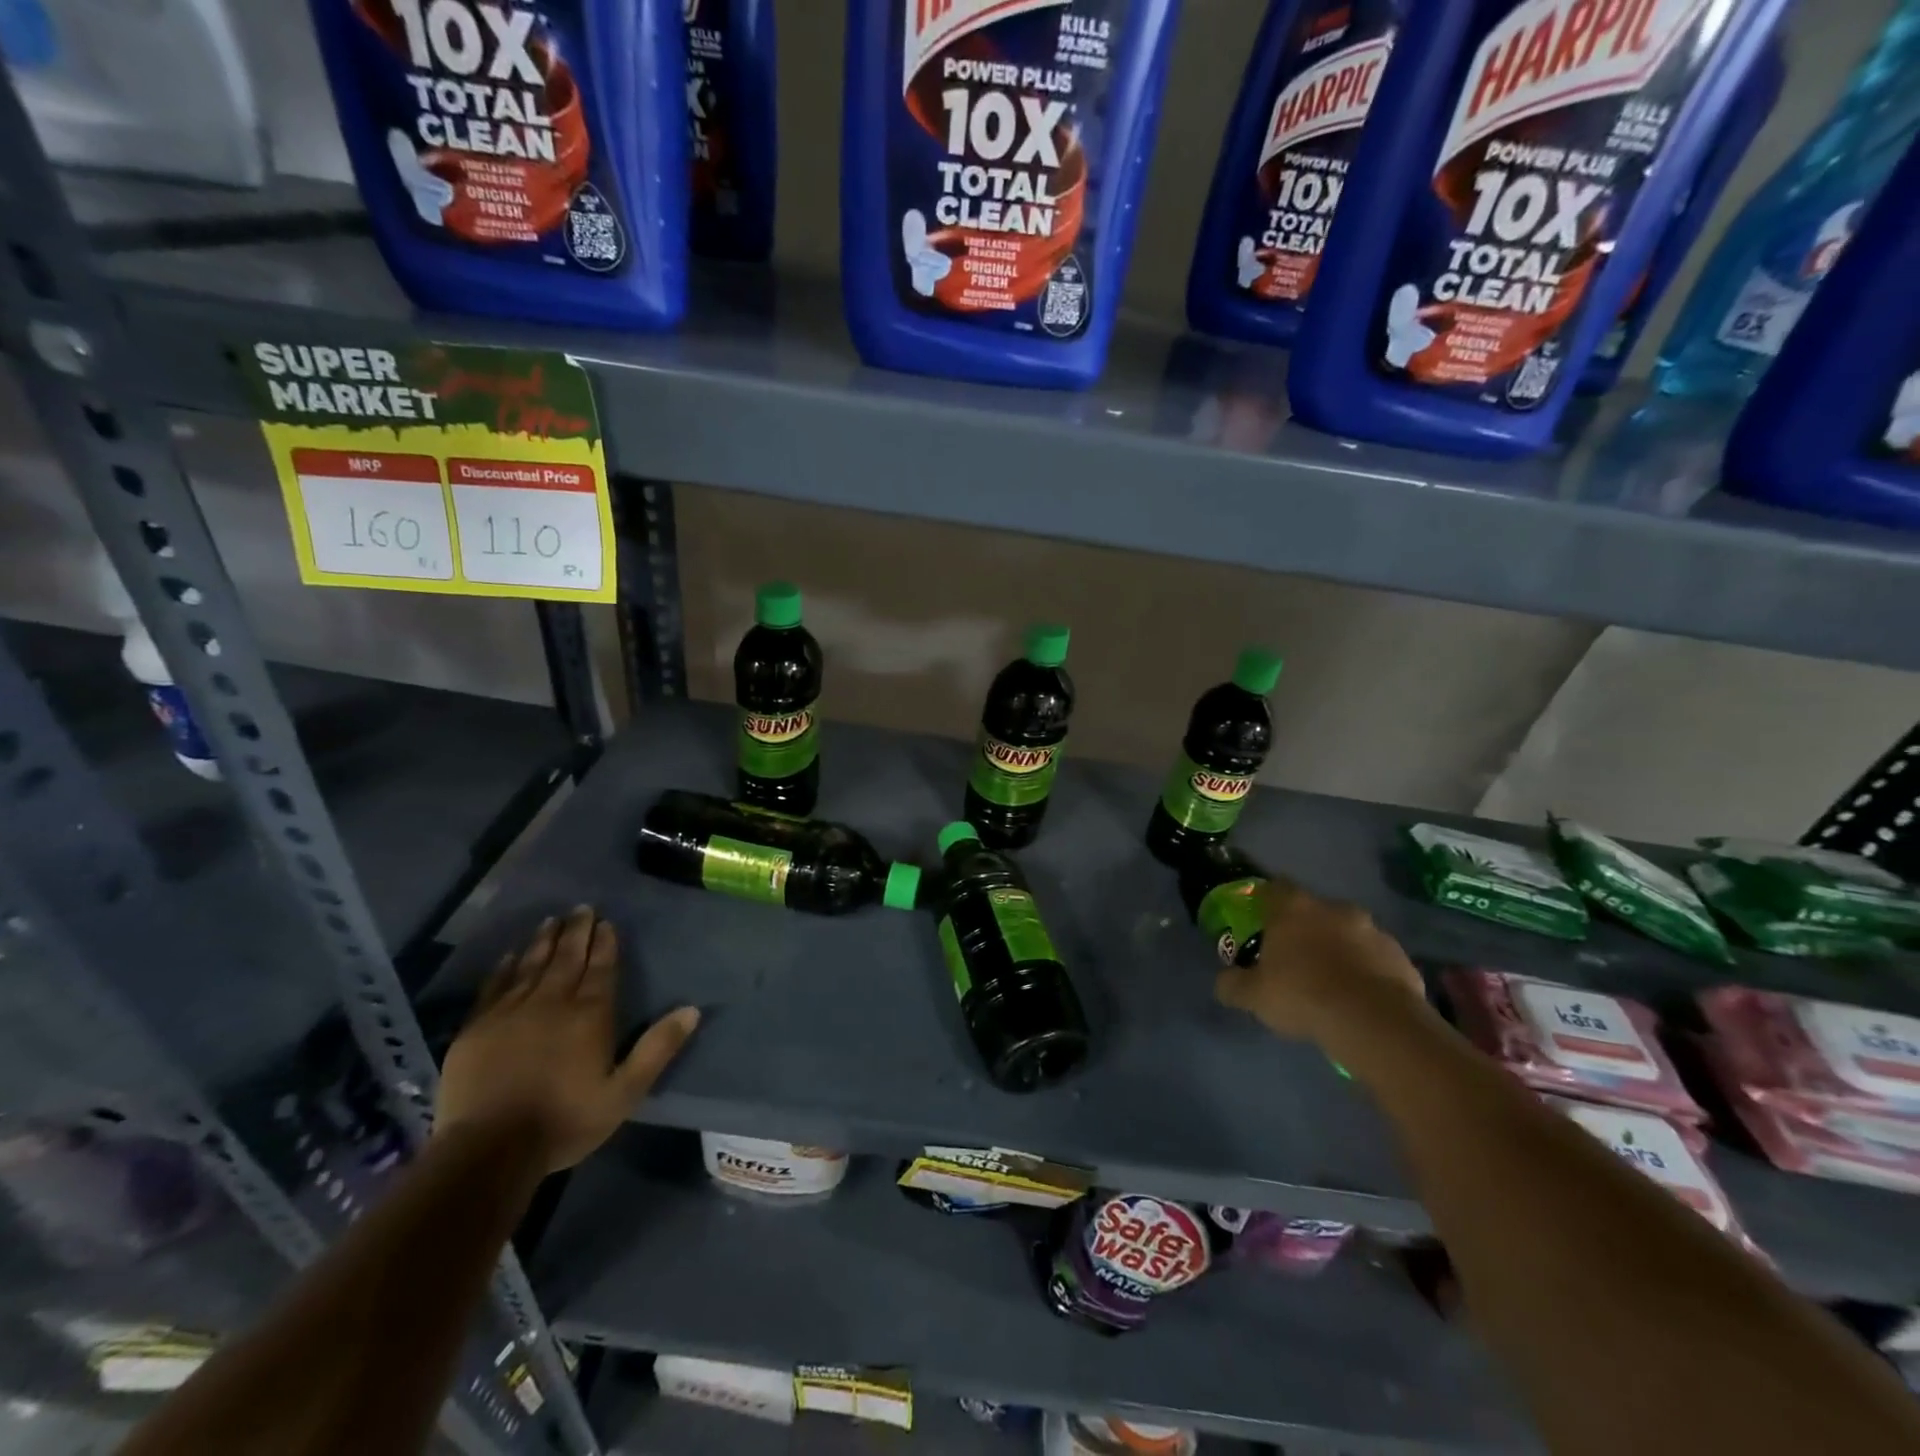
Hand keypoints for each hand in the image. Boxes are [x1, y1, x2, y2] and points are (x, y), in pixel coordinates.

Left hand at [439, 907, 699, 1172]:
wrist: (489, 1151)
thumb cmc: (565, 1120)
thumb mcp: (625, 1091)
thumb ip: (657, 1048)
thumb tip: (692, 1010)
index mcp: (589, 1015)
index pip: (601, 968)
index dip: (605, 943)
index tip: (607, 922)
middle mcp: (551, 1002)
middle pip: (566, 958)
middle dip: (576, 932)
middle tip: (581, 908)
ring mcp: (509, 1012)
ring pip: (530, 965)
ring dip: (543, 941)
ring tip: (551, 921)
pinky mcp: (476, 1028)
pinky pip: (494, 987)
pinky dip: (504, 968)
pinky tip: (510, 956)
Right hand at [1214, 879, 1427, 1045]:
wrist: (1374, 1022)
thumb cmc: (1303, 995)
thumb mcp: (1253, 996)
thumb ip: (1234, 984)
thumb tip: (1224, 981)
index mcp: (1294, 908)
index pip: (1275, 887)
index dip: (1266, 901)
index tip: (1261, 920)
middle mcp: (1334, 909)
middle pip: (1314, 911)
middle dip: (1306, 929)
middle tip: (1296, 957)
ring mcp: (1373, 931)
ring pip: (1349, 933)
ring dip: (1340, 949)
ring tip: (1331, 982)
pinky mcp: (1401, 957)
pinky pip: (1376, 959)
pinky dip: (1367, 971)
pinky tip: (1360, 998)